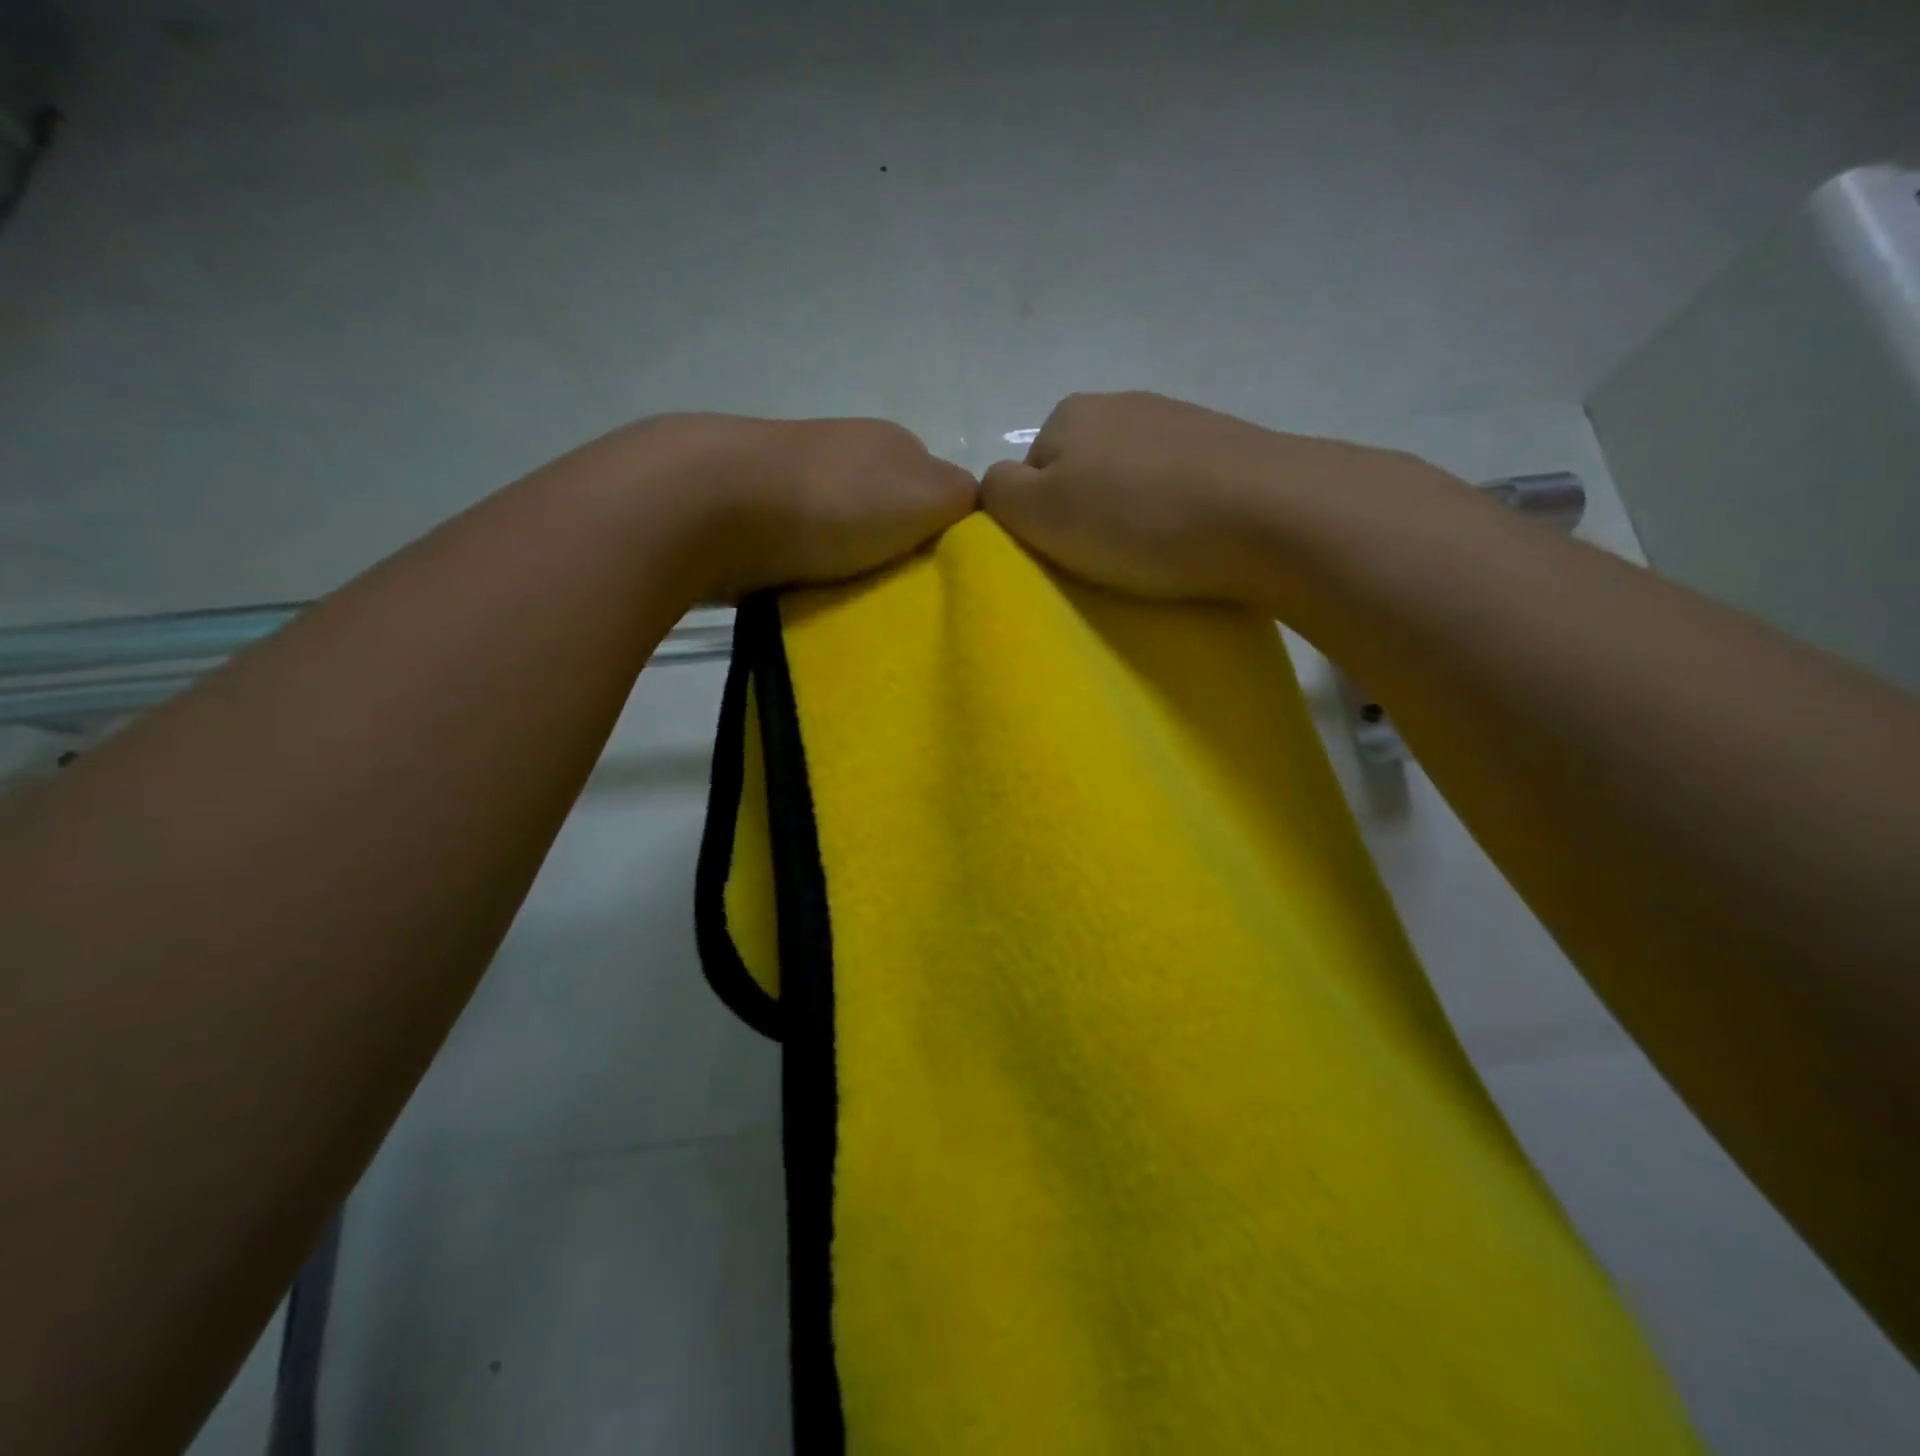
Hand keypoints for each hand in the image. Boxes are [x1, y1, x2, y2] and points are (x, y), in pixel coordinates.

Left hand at [687, 414, 977, 599]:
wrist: (715, 502)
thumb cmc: (836, 501)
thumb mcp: (928, 495)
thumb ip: (965, 499)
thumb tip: (974, 507)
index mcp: (892, 444)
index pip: (938, 491)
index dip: (945, 534)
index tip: (943, 579)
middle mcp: (845, 451)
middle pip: (888, 511)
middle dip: (896, 550)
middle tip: (902, 597)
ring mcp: (794, 476)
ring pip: (842, 529)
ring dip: (850, 562)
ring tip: (854, 602)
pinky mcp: (752, 509)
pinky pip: (799, 546)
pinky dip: (809, 568)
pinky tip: (809, 591)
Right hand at [981, 391, 1433, 603]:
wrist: (1269, 513)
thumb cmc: (1139, 519)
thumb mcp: (1042, 513)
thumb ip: (999, 495)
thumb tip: (996, 487)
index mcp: (1070, 414)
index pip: (1029, 474)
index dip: (1039, 521)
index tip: (1065, 555)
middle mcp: (1122, 404)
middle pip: (1081, 473)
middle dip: (1086, 514)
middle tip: (1107, 560)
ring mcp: (1180, 420)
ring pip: (1132, 478)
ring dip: (1133, 514)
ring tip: (1153, 556)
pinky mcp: (1228, 446)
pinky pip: (1179, 484)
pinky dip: (1175, 511)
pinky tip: (1190, 539)